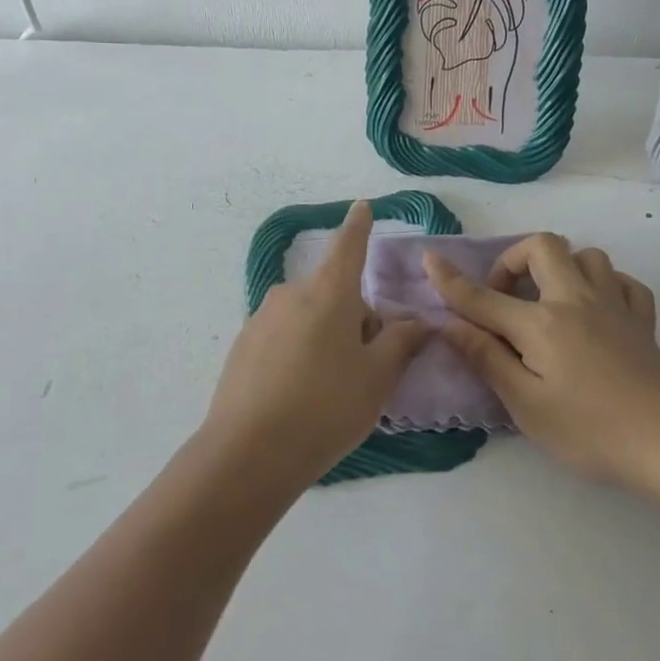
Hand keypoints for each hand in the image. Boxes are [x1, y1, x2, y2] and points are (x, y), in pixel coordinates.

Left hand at [203, 201, 431, 490]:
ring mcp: (261, 319)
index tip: (362, 206)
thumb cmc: (326, 406)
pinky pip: (282, 337)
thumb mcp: (377, 377)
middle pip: (333, 293)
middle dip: (354, 319)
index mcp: (328, 292)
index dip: (359, 226)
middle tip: (365, 368)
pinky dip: (298, 353)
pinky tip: (298, 396)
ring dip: (326, 337)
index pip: (349, 246)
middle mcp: (291, 294)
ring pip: (308, 317)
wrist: (248, 453)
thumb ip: (401, 343)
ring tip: (330, 389)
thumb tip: (417, 323)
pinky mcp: (242, 346)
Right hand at [424, 234, 659, 493]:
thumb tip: (450, 324)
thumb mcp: (527, 405)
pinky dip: (606, 286)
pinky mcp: (643, 321)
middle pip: (543, 247)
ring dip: (562, 268)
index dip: (451, 280)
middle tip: (505, 298)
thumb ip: (487, 359)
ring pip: (588, 256)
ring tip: (550, 301)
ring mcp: (615, 305)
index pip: (484, 297)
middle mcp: (577, 300)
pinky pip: (624, 283)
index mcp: (542, 323)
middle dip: (514, 260)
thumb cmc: (591, 431)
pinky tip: (598, 311)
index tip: (430, 260)